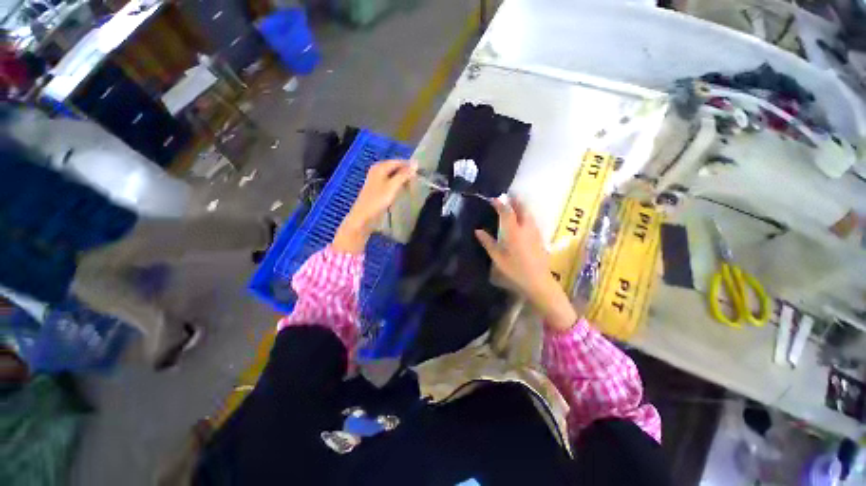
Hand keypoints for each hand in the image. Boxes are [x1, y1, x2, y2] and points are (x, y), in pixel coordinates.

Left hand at [332, 160, 416, 253]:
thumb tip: (416, 163)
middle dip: (406, 172)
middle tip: (418, 179)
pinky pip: (390, 182)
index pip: (398, 161)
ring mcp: (377, 180)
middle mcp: (377, 170)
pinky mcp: (377, 189)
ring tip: (413, 185)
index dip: (410, 166)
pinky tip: (403, 190)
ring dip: (403, 179)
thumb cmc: (378, 200)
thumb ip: (404, 174)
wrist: (363, 217)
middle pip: (395, 168)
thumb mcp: (393, 186)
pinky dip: (398, 185)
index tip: (421, 172)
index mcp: (380, 167)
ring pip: (393, 175)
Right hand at [475, 197, 577, 331]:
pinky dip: (525, 215)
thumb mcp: (497, 257)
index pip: (506, 211)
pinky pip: (532, 220)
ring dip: (521, 207)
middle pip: (522, 208)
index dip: (500, 203)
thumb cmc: (514, 269)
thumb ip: (487, 242)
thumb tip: (478, 231)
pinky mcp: (540, 237)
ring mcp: (535, 232)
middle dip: (514, 200)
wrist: (538, 281)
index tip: (493, 199)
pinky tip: (521, 220)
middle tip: (506, 197)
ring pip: (528, 213)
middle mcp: (525, 227)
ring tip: (513, 206)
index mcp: (513, 231)